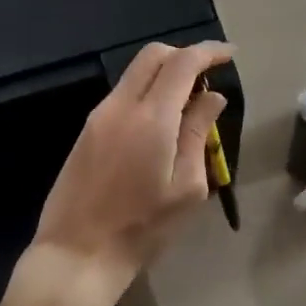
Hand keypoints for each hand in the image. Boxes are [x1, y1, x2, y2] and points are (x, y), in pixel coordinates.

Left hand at [26, 41, 232, 305]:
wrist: (76, 254)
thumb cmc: (141, 229)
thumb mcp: (186, 188)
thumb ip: (199, 134)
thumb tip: (212, 98)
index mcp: (151, 117)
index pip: (182, 63)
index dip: (208, 51)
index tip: (230, 55)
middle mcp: (121, 105)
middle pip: (153, 55)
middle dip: (184, 55)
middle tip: (208, 77)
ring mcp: (99, 115)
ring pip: (135, 72)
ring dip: (164, 74)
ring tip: (188, 104)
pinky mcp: (87, 130)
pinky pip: (123, 94)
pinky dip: (147, 92)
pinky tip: (161, 122)